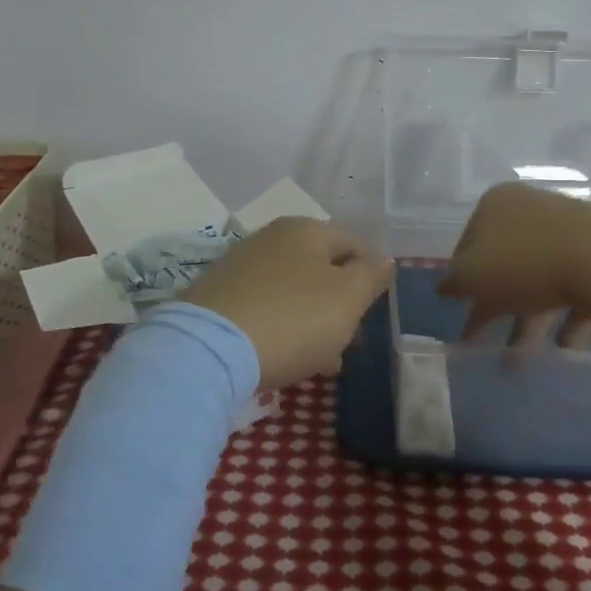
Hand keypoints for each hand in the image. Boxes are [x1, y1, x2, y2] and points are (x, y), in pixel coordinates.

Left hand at [182, 217, 391, 387]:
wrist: (207, 350)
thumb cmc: (292, 319)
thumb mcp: (347, 298)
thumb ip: (371, 275)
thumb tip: (383, 260)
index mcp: (306, 229)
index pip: (355, 244)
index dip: (372, 276)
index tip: (376, 313)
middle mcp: (272, 238)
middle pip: (323, 268)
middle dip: (341, 304)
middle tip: (352, 342)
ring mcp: (242, 266)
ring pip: (295, 291)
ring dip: (314, 321)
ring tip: (324, 360)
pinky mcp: (219, 296)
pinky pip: (267, 308)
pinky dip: (284, 328)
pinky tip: (287, 357)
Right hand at [438, 183, 590, 353]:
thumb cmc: (526, 263)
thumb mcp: (472, 276)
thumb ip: (453, 282)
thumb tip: (444, 286)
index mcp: (494, 205)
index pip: (467, 245)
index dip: (461, 281)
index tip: (461, 314)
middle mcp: (530, 209)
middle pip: (505, 263)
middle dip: (496, 308)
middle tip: (487, 345)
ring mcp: (568, 229)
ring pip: (540, 278)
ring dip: (529, 320)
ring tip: (523, 361)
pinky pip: (576, 287)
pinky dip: (567, 317)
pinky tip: (566, 345)